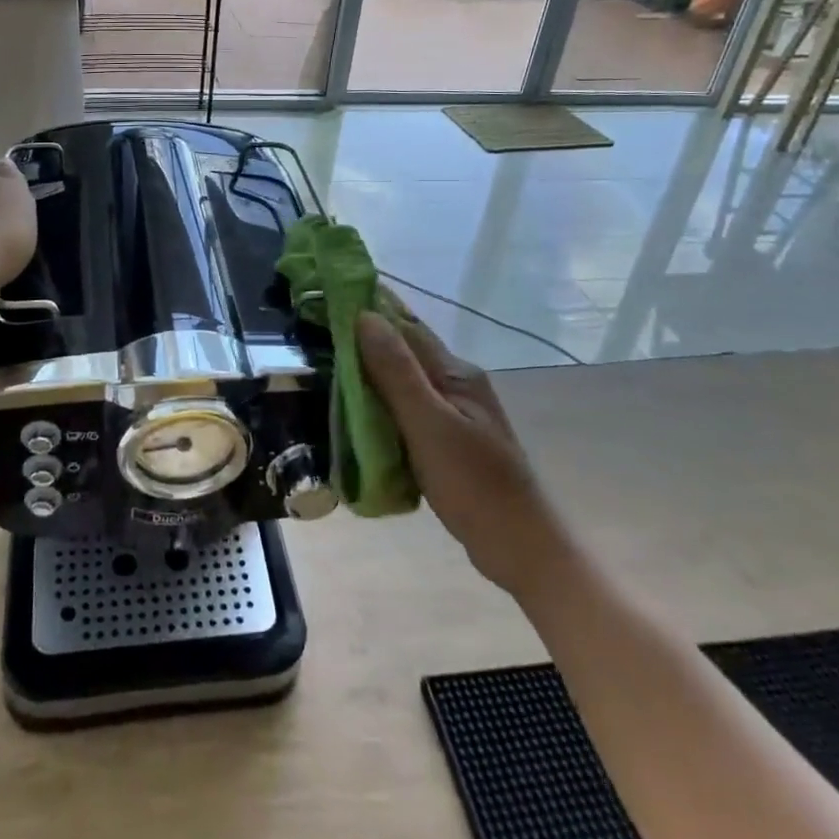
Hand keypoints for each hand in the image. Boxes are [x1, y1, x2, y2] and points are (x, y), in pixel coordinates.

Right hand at [356, 311, 543, 591]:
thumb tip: (364, 316)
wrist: (521, 548)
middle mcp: (456, 383)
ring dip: (370, 366)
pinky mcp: (448, 440)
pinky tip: (358, 406)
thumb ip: (396, 372)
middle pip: (405, 348)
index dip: (369, 306)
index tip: (331, 290)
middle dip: (365, 333)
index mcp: (455, 372)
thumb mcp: (429, 425)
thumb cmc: (474, 484)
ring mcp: (454, 412)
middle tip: (318, 324)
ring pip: (404, 378)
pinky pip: (406, 406)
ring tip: (328, 359)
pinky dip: (380, 398)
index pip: (405, 325)